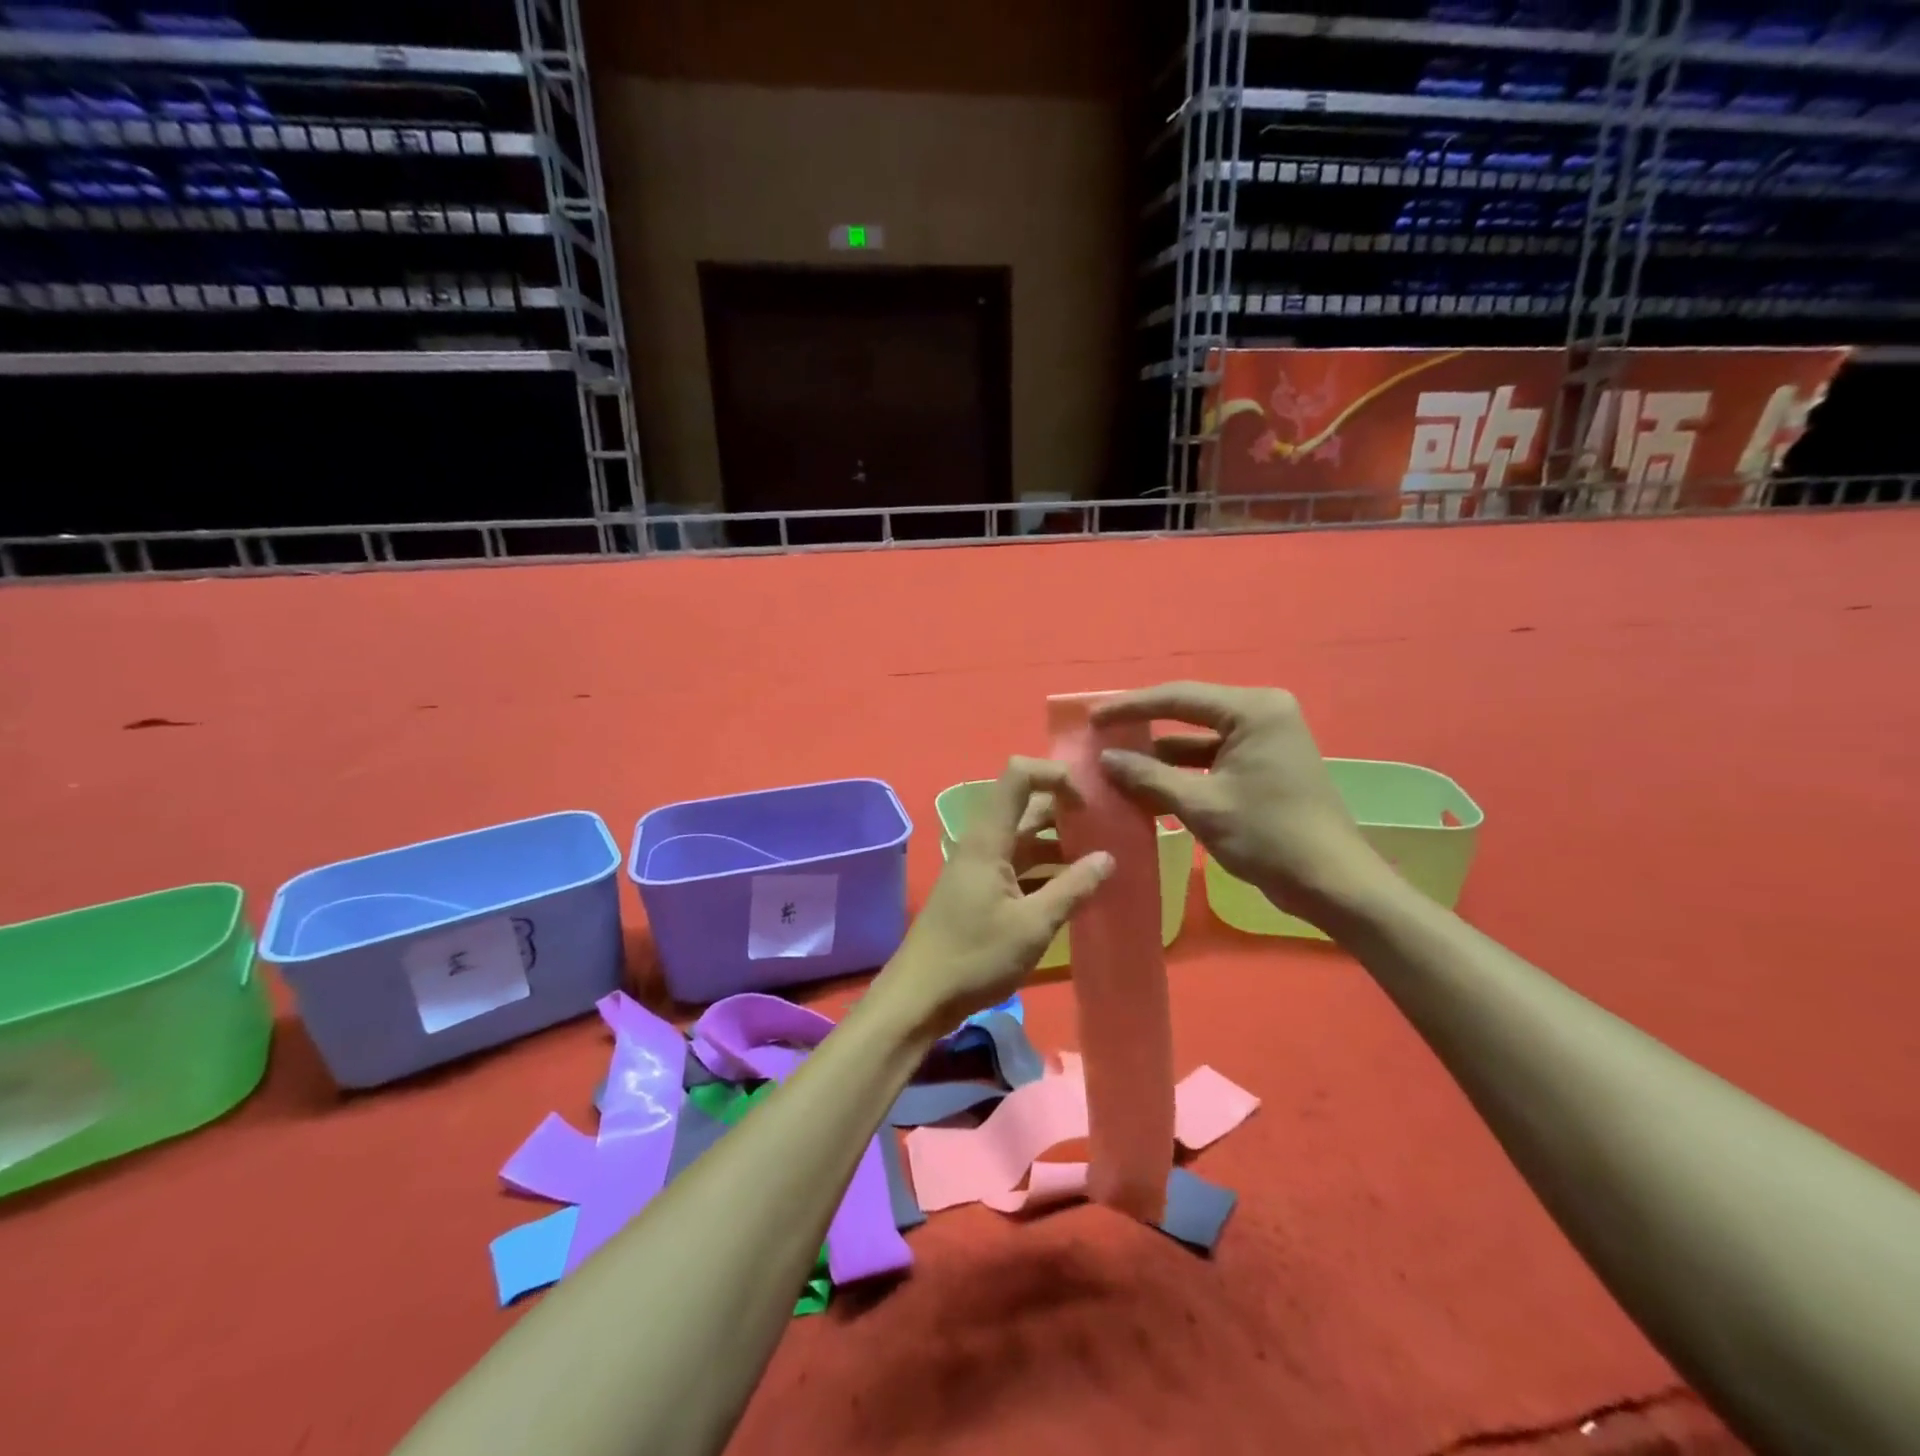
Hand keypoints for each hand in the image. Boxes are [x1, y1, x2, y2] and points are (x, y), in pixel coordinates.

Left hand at [874, 757, 1113, 1033]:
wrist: (920, 996)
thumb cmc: (975, 957)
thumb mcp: (1033, 925)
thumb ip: (1073, 888)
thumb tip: (1109, 857)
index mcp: (989, 839)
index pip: (1018, 776)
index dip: (1055, 774)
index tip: (1090, 800)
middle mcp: (983, 843)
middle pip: (1026, 807)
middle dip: (1066, 810)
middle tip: (1110, 827)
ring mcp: (980, 867)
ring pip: (1024, 839)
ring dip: (1059, 843)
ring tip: (1102, 857)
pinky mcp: (981, 890)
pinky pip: (1018, 865)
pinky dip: (1046, 869)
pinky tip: (1074, 887)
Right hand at [1092, 682, 1393, 925]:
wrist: (1332, 883)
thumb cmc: (1268, 836)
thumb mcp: (1200, 805)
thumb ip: (1148, 776)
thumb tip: (1105, 759)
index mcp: (1253, 710)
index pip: (1178, 698)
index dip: (1130, 708)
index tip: (1092, 718)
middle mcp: (1261, 713)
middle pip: (1187, 713)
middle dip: (1143, 729)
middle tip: (1100, 737)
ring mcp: (1264, 739)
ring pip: (1197, 739)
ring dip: (1160, 755)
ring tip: (1114, 763)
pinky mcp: (1263, 765)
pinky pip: (1212, 759)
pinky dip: (1182, 771)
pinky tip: (1146, 785)